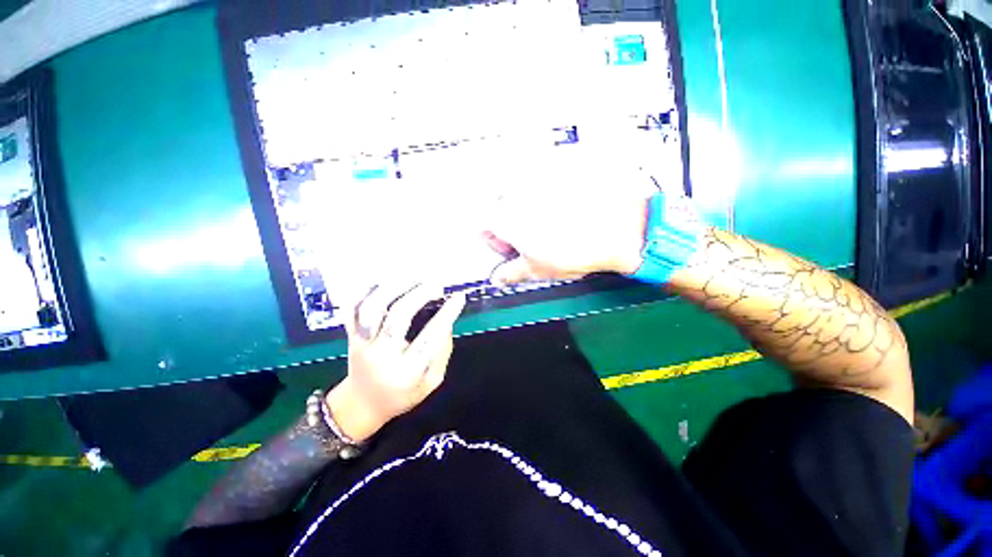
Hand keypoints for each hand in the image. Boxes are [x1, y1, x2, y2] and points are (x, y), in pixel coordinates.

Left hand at [326, 284, 466, 442]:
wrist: (362, 404)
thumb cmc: (402, 394)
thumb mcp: (431, 383)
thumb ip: (442, 353)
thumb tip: (447, 322)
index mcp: (406, 371)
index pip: (430, 337)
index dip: (447, 314)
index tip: (459, 297)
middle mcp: (381, 355)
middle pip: (398, 317)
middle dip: (420, 295)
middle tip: (436, 284)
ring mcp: (362, 343)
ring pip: (372, 308)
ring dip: (393, 287)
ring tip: (412, 277)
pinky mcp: (350, 335)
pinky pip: (351, 308)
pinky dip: (364, 290)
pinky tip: (384, 280)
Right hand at [483, 191, 650, 284]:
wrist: (620, 229)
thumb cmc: (574, 251)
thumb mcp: (537, 270)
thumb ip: (511, 273)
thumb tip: (499, 277)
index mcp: (505, 217)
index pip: (482, 225)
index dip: (493, 241)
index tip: (509, 249)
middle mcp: (518, 191)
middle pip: (501, 208)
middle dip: (511, 226)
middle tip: (531, 241)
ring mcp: (540, 176)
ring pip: (522, 195)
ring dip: (529, 211)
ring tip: (552, 226)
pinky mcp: (560, 168)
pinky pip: (545, 182)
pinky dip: (549, 197)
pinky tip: (566, 211)